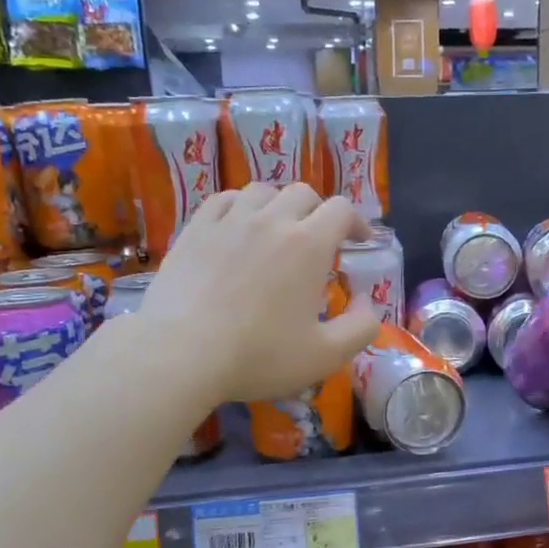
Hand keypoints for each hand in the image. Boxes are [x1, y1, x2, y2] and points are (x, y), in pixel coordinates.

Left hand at [138, 183, 380, 404]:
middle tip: (319, 240)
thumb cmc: (259, 356)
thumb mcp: (325, 355)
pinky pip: (222, 200)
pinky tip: (237, 226)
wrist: (181, 354)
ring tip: (277, 230)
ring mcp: (229, 221)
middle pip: (303, 193)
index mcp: (308, 245)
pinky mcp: (195, 230)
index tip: (358, 242)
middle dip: (318, 212)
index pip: (341, 210)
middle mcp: (271, 220)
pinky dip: (239, 206)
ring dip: (278, 205)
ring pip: (262, 191)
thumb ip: (361, 327)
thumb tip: (367, 301)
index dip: (356, 222)